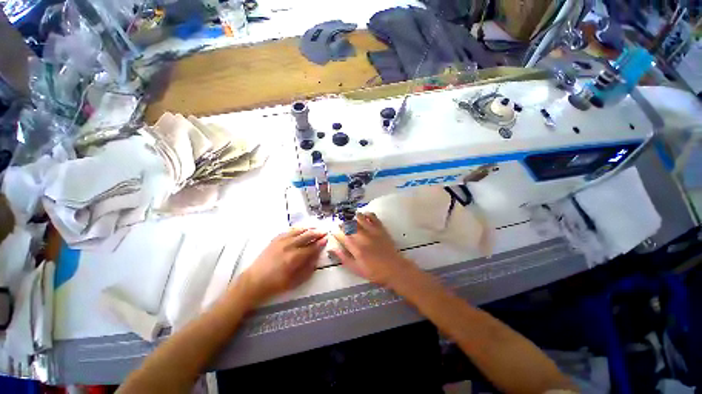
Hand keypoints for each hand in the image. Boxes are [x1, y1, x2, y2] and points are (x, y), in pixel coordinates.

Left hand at [240, 228, 326, 303]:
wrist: (256, 281)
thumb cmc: (277, 285)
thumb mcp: (296, 281)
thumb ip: (307, 269)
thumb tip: (316, 258)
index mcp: (294, 258)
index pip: (311, 247)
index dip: (320, 243)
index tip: (326, 239)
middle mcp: (288, 247)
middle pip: (305, 236)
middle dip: (315, 233)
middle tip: (324, 231)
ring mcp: (279, 242)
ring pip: (296, 232)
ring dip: (306, 229)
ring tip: (314, 227)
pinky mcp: (273, 241)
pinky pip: (286, 232)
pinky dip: (295, 229)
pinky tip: (299, 229)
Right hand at [331, 213, 414, 286]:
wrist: (394, 269)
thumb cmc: (374, 272)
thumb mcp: (356, 269)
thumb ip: (344, 258)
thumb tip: (332, 249)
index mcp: (356, 248)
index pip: (342, 236)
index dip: (336, 233)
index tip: (333, 233)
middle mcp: (363, 237)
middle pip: (349, 225)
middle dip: (343, 224)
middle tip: (340, 226)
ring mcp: (373, 232)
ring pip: (360, 219)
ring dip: (353, 217)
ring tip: (350, 219)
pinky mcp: (381, 229)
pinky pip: (373, 218)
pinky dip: (367, 214)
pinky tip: (364, 215)